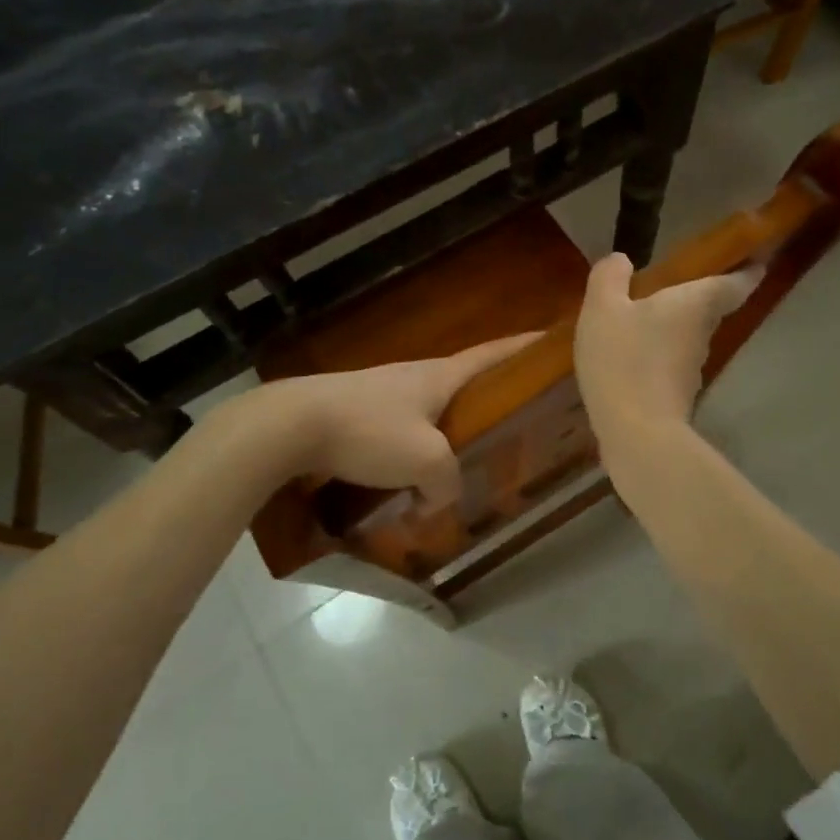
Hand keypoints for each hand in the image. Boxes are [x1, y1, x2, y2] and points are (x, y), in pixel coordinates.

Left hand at [244, 334, 539, 505]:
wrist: (293, 425)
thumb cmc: (370, 430)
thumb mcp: (425, 460)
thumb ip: (447, 482)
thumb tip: (440, 499)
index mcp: (440, 375)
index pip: (491, 354)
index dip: (521, 347)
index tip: (547, 340)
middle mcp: (415, 376)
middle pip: (462, 382)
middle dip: (487, 397)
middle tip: (513, 418)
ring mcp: (383, 392)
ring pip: (429, 411)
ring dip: (447, 431)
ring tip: (463, 459)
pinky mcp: (358, 413)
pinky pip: (400, 430)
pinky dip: (414, 449)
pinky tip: (411, 479)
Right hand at [574, 254, 759, 449]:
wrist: (636, 433)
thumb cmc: (623, 359)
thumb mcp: (603, 308)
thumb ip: (610, 277)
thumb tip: (622, 260)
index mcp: (695, 304)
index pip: (734, 282)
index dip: (747, 270)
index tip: (757, 260)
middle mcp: (702, 334)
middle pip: (710, 309)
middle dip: (701, 296)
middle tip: (680, 282)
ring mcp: (692, 369)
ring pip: (689, 337)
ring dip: (675, 326)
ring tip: (646, 317)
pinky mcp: (676, 395)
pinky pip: (669, 362)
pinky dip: (658, 354)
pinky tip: (632, 354)